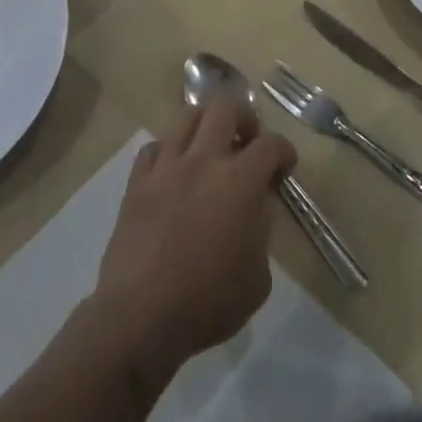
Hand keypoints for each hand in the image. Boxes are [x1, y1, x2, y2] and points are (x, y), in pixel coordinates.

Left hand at [89, 97, 295, 390]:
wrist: (140, 316)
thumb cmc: (208, 301)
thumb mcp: (258, 278)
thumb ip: (260, 233)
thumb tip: (252, 212)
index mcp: (240, 181)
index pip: (271, 144)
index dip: (283, 151)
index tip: (284, 168)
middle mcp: (204, 160)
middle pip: (225, 106)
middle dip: (243, 117)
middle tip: (247, 141)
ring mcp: (166, 167)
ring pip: (187, 117)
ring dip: (205, 126)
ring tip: (209, 149)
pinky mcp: (137, 183)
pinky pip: (153, 148)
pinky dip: (167, 153)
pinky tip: (173, 172)